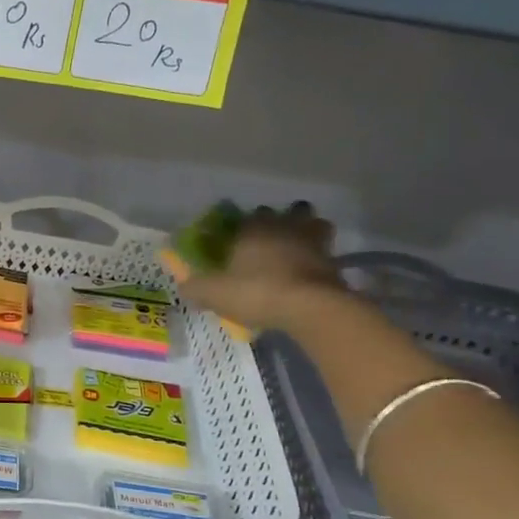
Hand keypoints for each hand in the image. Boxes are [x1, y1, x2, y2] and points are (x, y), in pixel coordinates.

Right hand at [182, 202, 344, 331]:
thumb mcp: (214, 294)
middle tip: (274, 240)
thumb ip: (196, 287)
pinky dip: (321, 259)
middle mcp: (285, 227)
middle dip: (284, 221)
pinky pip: (328, 252)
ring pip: (316, 224)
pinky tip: (311, 273)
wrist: (309, 307)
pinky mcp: (335, 262)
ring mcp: (314, 242)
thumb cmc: (256, 292)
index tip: (241, 239)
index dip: (246, 225)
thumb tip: (184, 284)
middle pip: (291, 211)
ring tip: (299, 249)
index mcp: (254, 228)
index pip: (251, 214)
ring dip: (309, 232)